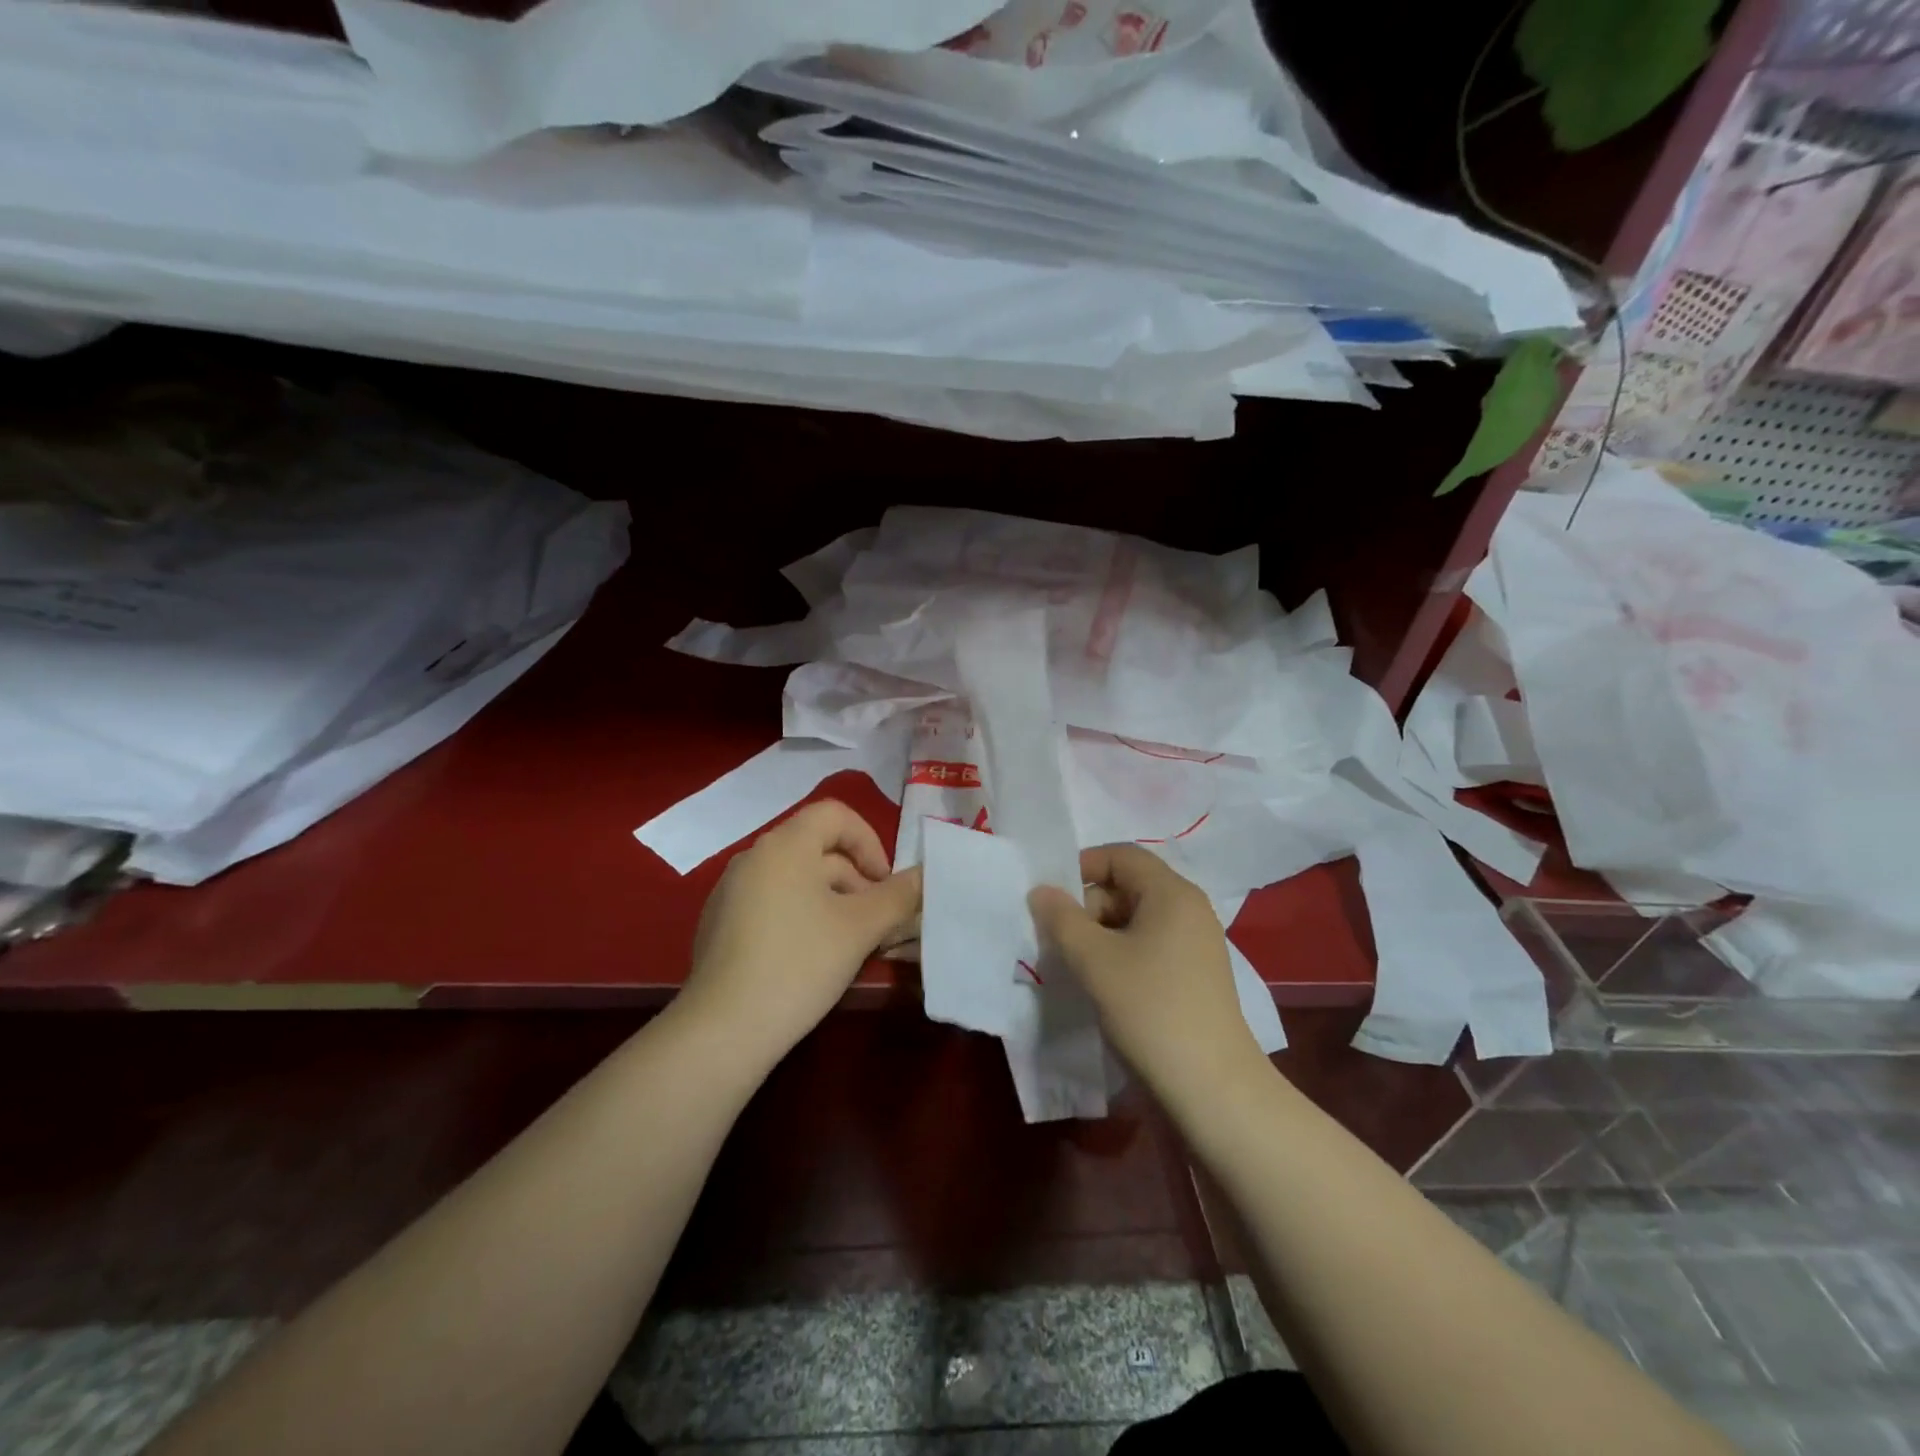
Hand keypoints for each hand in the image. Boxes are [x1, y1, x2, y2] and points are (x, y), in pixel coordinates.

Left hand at [682, 799, 920, 1063]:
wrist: (723, 1029)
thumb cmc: (800, 964)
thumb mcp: (860, 928)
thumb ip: (898, 895)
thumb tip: (925, 875)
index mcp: (785, 845)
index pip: (835, 814)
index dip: (869, 841)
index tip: (884, 884)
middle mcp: (753, 856)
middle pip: (817, 848)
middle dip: (855, 878)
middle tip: (876, 922)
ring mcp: (730, 890)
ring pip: (795, 878)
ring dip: (831, 899)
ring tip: (848, 944)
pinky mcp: (719, 923)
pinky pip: (771, 901)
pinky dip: (800, 915)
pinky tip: (809, 958)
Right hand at [1029, 845, 1267, 1109]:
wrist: (1212, 1088)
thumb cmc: (1150, 1009)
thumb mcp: (1094, 960)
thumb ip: (1061, 918)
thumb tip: (1042, 891)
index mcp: (1172, 893)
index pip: (1121, 855)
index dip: (1081, 867)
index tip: (1051, 900)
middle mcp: (1189, 909)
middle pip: (1128, 886)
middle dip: (1088, 907)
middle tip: (1061, 942)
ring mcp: (1196, 944)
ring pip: (1136, 920)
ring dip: (1101, 935)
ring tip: (1079, 968)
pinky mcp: (1195, 975)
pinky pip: (1150, 946)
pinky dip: (1121, 955)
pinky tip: (1105, 986)